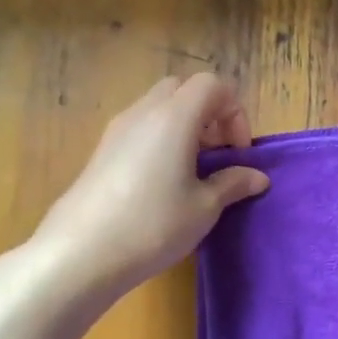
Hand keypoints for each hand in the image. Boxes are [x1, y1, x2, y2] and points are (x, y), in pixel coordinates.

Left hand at [28, 74, 267, 295]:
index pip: (213, 85)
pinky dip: (162, 141)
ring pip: (160, 108)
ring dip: (186, 129)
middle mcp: (144, 113)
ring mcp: (118, 130)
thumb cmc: (153, 224)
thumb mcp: (205, 207)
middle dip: (209, 115)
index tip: (237, 153)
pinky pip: (142, 128)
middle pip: (184, 90)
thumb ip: (234, 183)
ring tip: (194, 172)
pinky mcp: (103, 151)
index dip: (235, 113)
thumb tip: (257, 177)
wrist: (79, 253)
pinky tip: (166, 183)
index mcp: (174, 117)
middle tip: (218, 155)